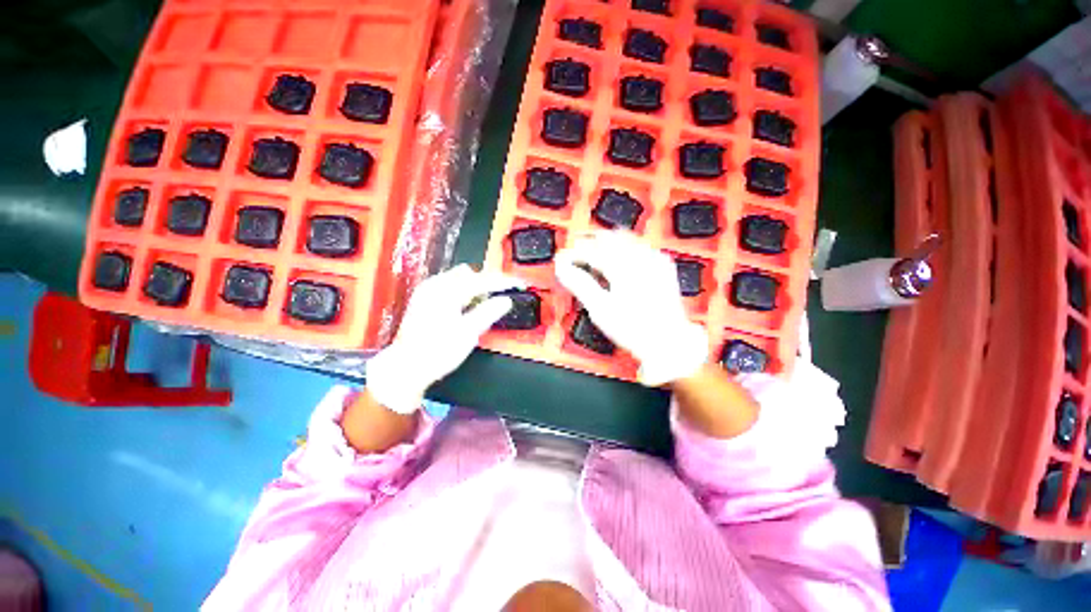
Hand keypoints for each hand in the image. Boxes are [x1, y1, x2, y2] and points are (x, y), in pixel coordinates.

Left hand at [366, 264, 522, 412]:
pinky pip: (450, 285)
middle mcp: (435, 285)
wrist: (406, 368)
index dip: (503, 282)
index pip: (482, 280)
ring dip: (476, 285)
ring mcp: (427, 291)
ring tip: (488, 300)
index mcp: (447, 292)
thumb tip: (506, 300)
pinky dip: (463, 290)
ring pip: (459, 278)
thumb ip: (488, 313)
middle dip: (489, 282)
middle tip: (504, 294)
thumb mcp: (468, 333)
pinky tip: (468, 304)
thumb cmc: (437, 352)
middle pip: (470, 274)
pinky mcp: (424, 299)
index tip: (519, 284)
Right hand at [555, 231, 707, 385]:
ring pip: (626, 238)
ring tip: (595, 251)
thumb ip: (580, 285)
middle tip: (576, 251)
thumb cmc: (635, 328)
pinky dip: (626, 248)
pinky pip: (641, 246)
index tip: (562, 259)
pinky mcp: (663, 266)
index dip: (573, 254)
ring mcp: (654, 260)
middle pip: (609, 238)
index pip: (591, 251)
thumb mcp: (601, 309)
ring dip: (607, 242)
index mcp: (623, 267)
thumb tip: (563, 269)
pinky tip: (620, 258)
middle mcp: (640, 257)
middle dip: (589, 242)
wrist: (668, 340)